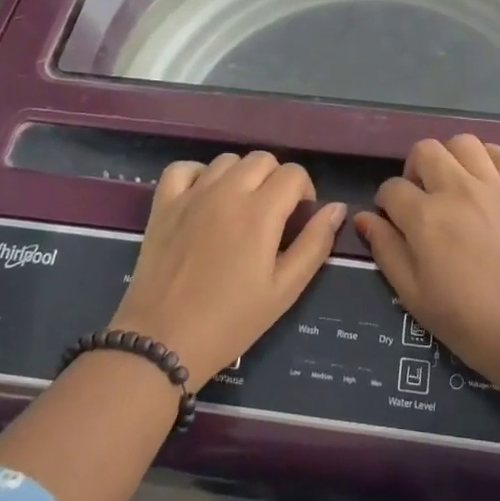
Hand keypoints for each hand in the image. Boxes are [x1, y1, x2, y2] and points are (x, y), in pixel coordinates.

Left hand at [111, 151, 345, 388]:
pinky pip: (184, 168)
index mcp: (260, 211)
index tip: (298, 220)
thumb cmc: (231, 321)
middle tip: (272, 216)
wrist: (162, 341)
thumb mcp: (284, 290)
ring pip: (227, 160)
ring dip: (241, 176)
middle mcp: (227, 191)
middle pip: (262, 159)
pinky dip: (198, 174)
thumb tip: (336, 208)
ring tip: (239, 209)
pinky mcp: (163, 204)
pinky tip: (203, 197)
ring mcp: (192, 194)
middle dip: (276, 180)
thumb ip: (314, 244)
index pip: (293, 173)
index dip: (304, 192)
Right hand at [356, 135, 499, 389]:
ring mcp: (493, 186)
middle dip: (414, 170)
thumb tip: (365, 218)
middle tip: (422, 199)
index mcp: (424, 217)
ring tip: (453, 184)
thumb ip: (386, 251)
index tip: (394, 223)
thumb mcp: (414, 296)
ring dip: (451, 158)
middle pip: (425, 150)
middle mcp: (456, 190)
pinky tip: (485, 181)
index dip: (386, 204)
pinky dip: (489, 159)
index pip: (391, 188)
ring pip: (463, 142)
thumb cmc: (470, 324)